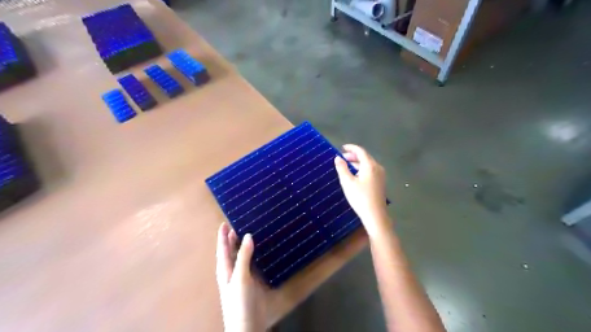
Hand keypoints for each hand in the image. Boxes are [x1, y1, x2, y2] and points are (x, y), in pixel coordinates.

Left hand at [216, 223, 264, 331]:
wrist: (247, 325)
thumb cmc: (238, 301)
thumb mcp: (240, 277)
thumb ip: (243, 256)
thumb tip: (247, 235)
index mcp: (225, 268)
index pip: (223, 248)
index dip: (223, 235)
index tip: (226, 222)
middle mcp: (233, 270)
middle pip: (232, 250)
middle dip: (234, 237)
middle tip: (242, 222)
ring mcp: (243, 275)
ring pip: (244, 255)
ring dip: (246, 244)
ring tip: (253, 231)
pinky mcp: (254, 280)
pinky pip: (254, 263)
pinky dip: (256, 254)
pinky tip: (263, 249)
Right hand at [334, 144, 390, 236]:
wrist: (375, 215)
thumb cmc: (360, 198)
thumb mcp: (347, 182)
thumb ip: (342, 168)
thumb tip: (338, 158)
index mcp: (370, 165)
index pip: (360, 151)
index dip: (351, 148)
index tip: (342, 148)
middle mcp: (377, 167)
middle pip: (365, 156)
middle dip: (353, 156)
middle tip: (342, 158)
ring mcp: (380, 175)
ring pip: (368, 164)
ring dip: (357, 162)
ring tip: (346, 166)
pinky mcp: (380, 182)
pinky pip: (370, 170)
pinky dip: (362, 168)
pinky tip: (355, 174)